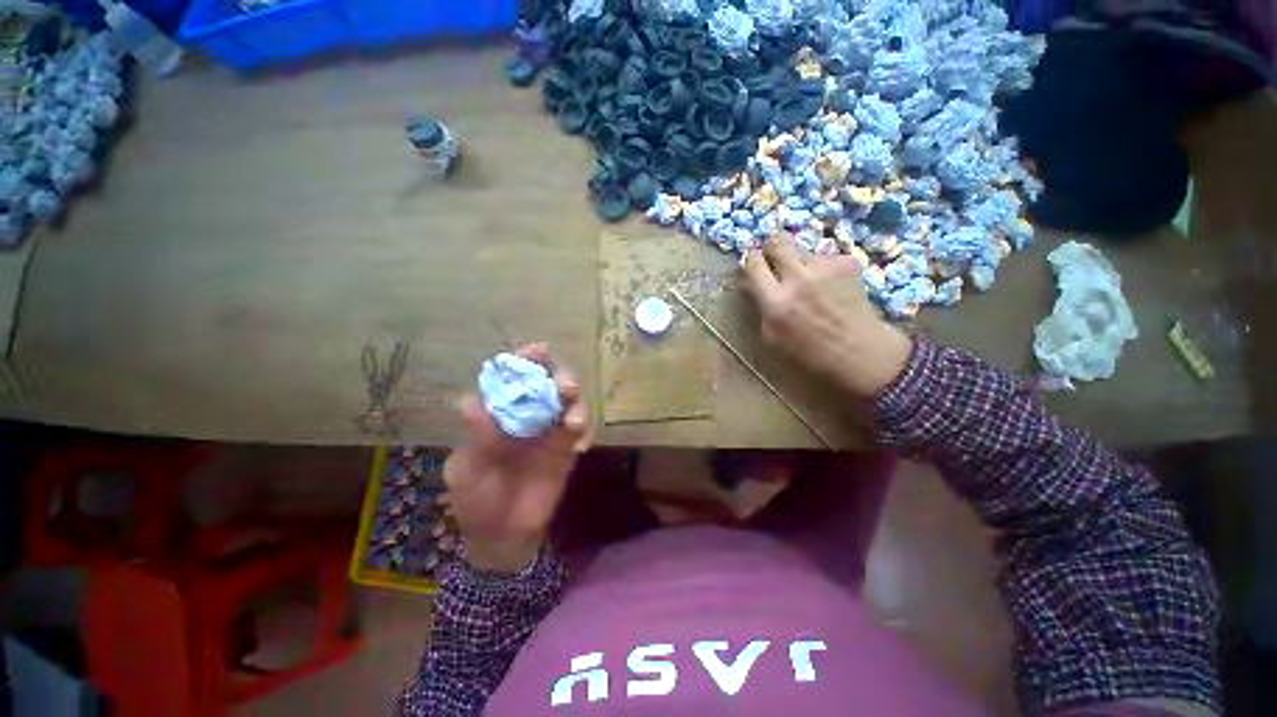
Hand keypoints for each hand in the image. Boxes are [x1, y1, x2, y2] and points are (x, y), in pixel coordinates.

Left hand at [444, 344, 591, 573]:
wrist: (500, 535)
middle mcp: (529, 414)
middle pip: (551, 383)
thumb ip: (476, 438)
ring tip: (572, 423)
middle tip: (565, 387)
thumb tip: (471, 402)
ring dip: (577, 405)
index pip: (517, 377)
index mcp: (502, 412)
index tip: (539, 351)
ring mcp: (551, 431)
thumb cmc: (475, 498)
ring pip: (572, 404)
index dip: (528, 360)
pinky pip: (582, 432)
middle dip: (561, 377)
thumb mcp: (466, 470)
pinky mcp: (568, 449)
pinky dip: (585, 431)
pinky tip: (580, 446)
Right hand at [742, 233, 912, 396]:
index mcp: (776, 301)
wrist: (859, 350)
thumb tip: (751, 283)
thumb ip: (761, 305)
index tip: (753, 260)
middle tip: (776, 258)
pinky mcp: (846, 262)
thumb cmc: (809, 351)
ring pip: (803, 250)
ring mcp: (825, 267)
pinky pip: (824, 258)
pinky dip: (822, 269)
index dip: (751, 258)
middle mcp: (798, 278)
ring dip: (801, 262)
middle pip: (778, 240)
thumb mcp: (772, 335)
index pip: (754, 264)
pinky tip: (831, 287)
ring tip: (811, 283)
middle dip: (773, 246)